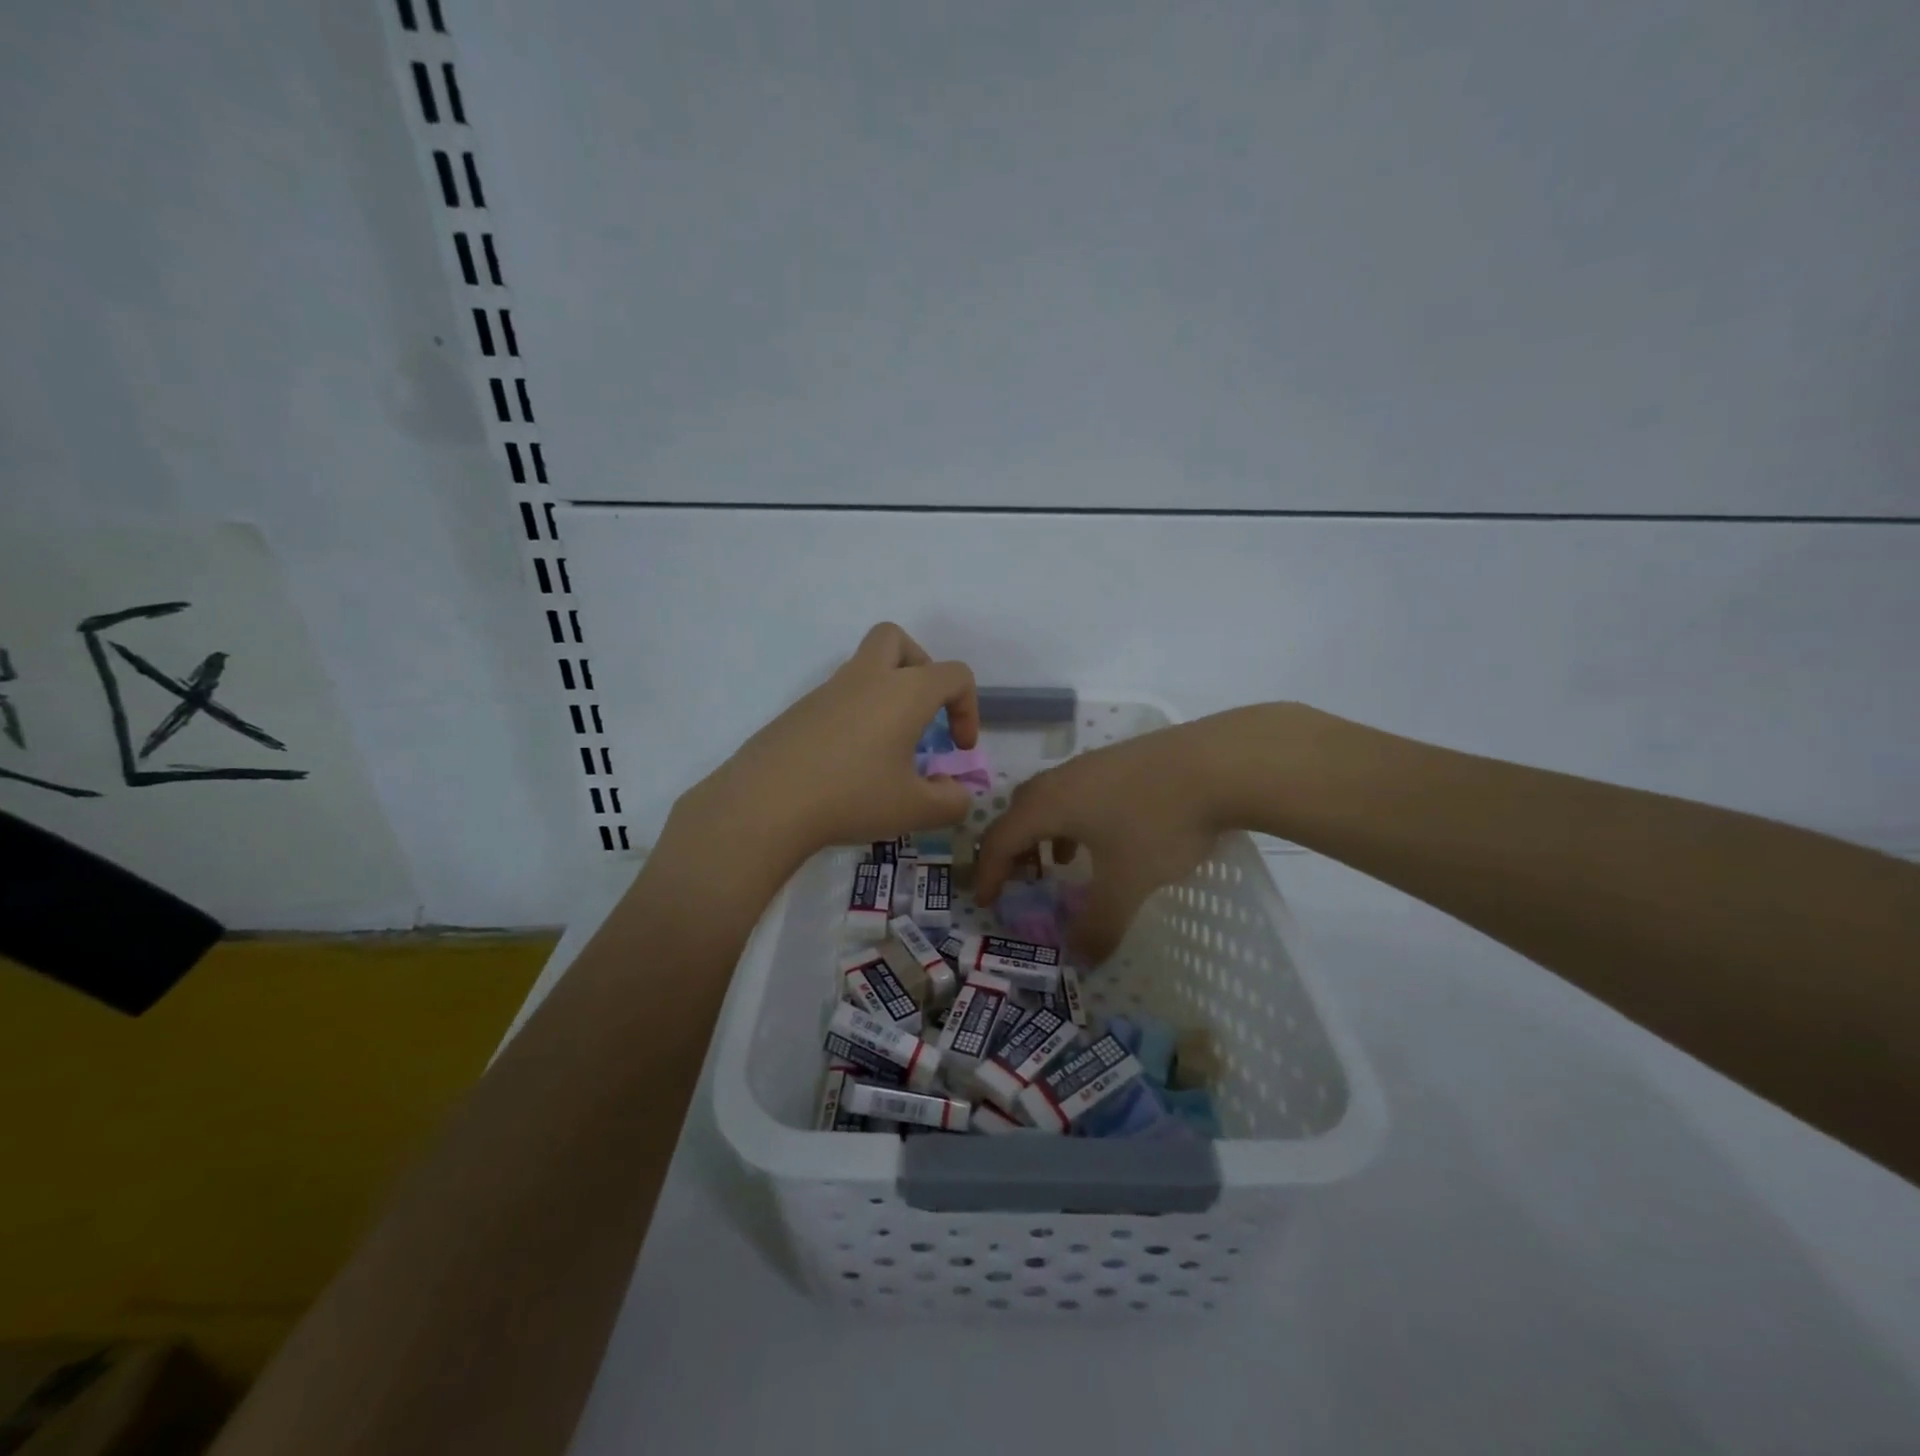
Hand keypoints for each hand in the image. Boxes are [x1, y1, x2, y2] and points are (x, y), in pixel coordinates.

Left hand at [677, 623, 979, 863]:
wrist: (766, 803)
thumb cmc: (853, 797)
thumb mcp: (916, 810)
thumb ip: (952, 802)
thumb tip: (955, 792)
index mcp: (905, 692)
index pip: (954, 675)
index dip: (968, 709)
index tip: (958, 748)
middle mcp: (867, 678)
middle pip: (896, 640)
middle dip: (920, 668)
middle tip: (922, 712)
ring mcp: (828, 691)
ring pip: (864, 667)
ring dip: (885, 693)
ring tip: (888, 746)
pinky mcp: (799, 710)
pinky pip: (838, 697)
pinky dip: (855, 716)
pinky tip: (849, 761)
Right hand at [974, 714, 1246, 965]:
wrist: (1218, 764)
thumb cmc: (1159, 823)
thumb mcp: (1127, 883)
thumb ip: (1100, 924)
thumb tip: (1081, 959)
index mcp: (1048, 805)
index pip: (1001, 839)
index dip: (989, 873)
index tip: (987, 902)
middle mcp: (1061, 779)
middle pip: (1019, 812)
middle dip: (1014, 849)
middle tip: (1022, 880)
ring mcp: (1092, 764)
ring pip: (1051, 799)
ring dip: (1045, 832)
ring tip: (1062, 862)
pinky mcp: (1120, 759)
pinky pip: (1079, 791)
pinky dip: (1074, 818)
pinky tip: (1106, 835)